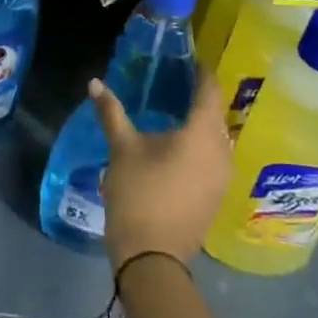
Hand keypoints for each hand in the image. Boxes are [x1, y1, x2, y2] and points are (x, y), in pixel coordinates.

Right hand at [91, 69, 232, 271]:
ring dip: (201, 123)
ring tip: (177, 110)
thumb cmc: (139, 194)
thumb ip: (111, 112)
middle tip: (177, 81)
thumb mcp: (122, 148)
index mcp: (202, 133)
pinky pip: (214, 158)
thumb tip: (95, 83)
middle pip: (216, 113)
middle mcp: (222, 151)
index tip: (188, 59)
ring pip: (217, 138)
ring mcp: (222, 177)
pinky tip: (180, 145)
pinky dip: (201, 145)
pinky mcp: (216, 196)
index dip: (201, 72)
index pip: (210, 90)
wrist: (152, 259)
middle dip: (200, 96)